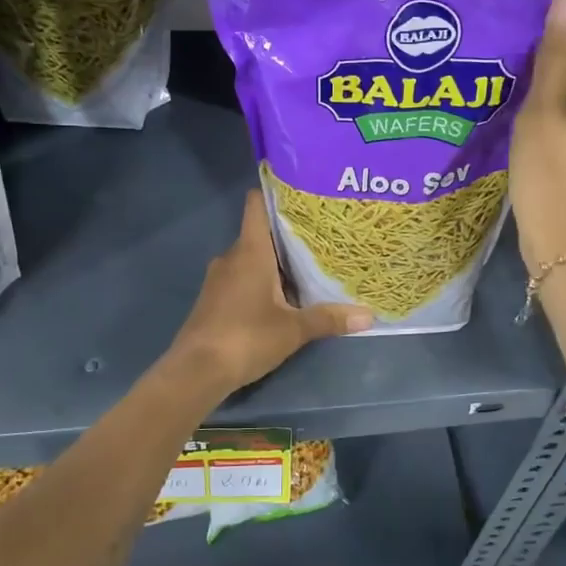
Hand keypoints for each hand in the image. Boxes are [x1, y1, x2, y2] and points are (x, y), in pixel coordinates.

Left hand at [170, 189, 372, 392]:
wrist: (196, 371)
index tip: (302, 193)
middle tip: (322, 237)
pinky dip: (261, 281)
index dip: (276, 194)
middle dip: (287, 235)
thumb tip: (369, 316)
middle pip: (260, 233)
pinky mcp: (213, 299)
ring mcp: (219, 279)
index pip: (257, 205)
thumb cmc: (246, 337)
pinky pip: (241, 278)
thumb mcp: (293, 330)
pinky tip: (282, 297)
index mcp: (250, 251)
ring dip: (275, 263)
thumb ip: (329, 319)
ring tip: (308, 266)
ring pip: (251, 259)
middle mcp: (232, 257)